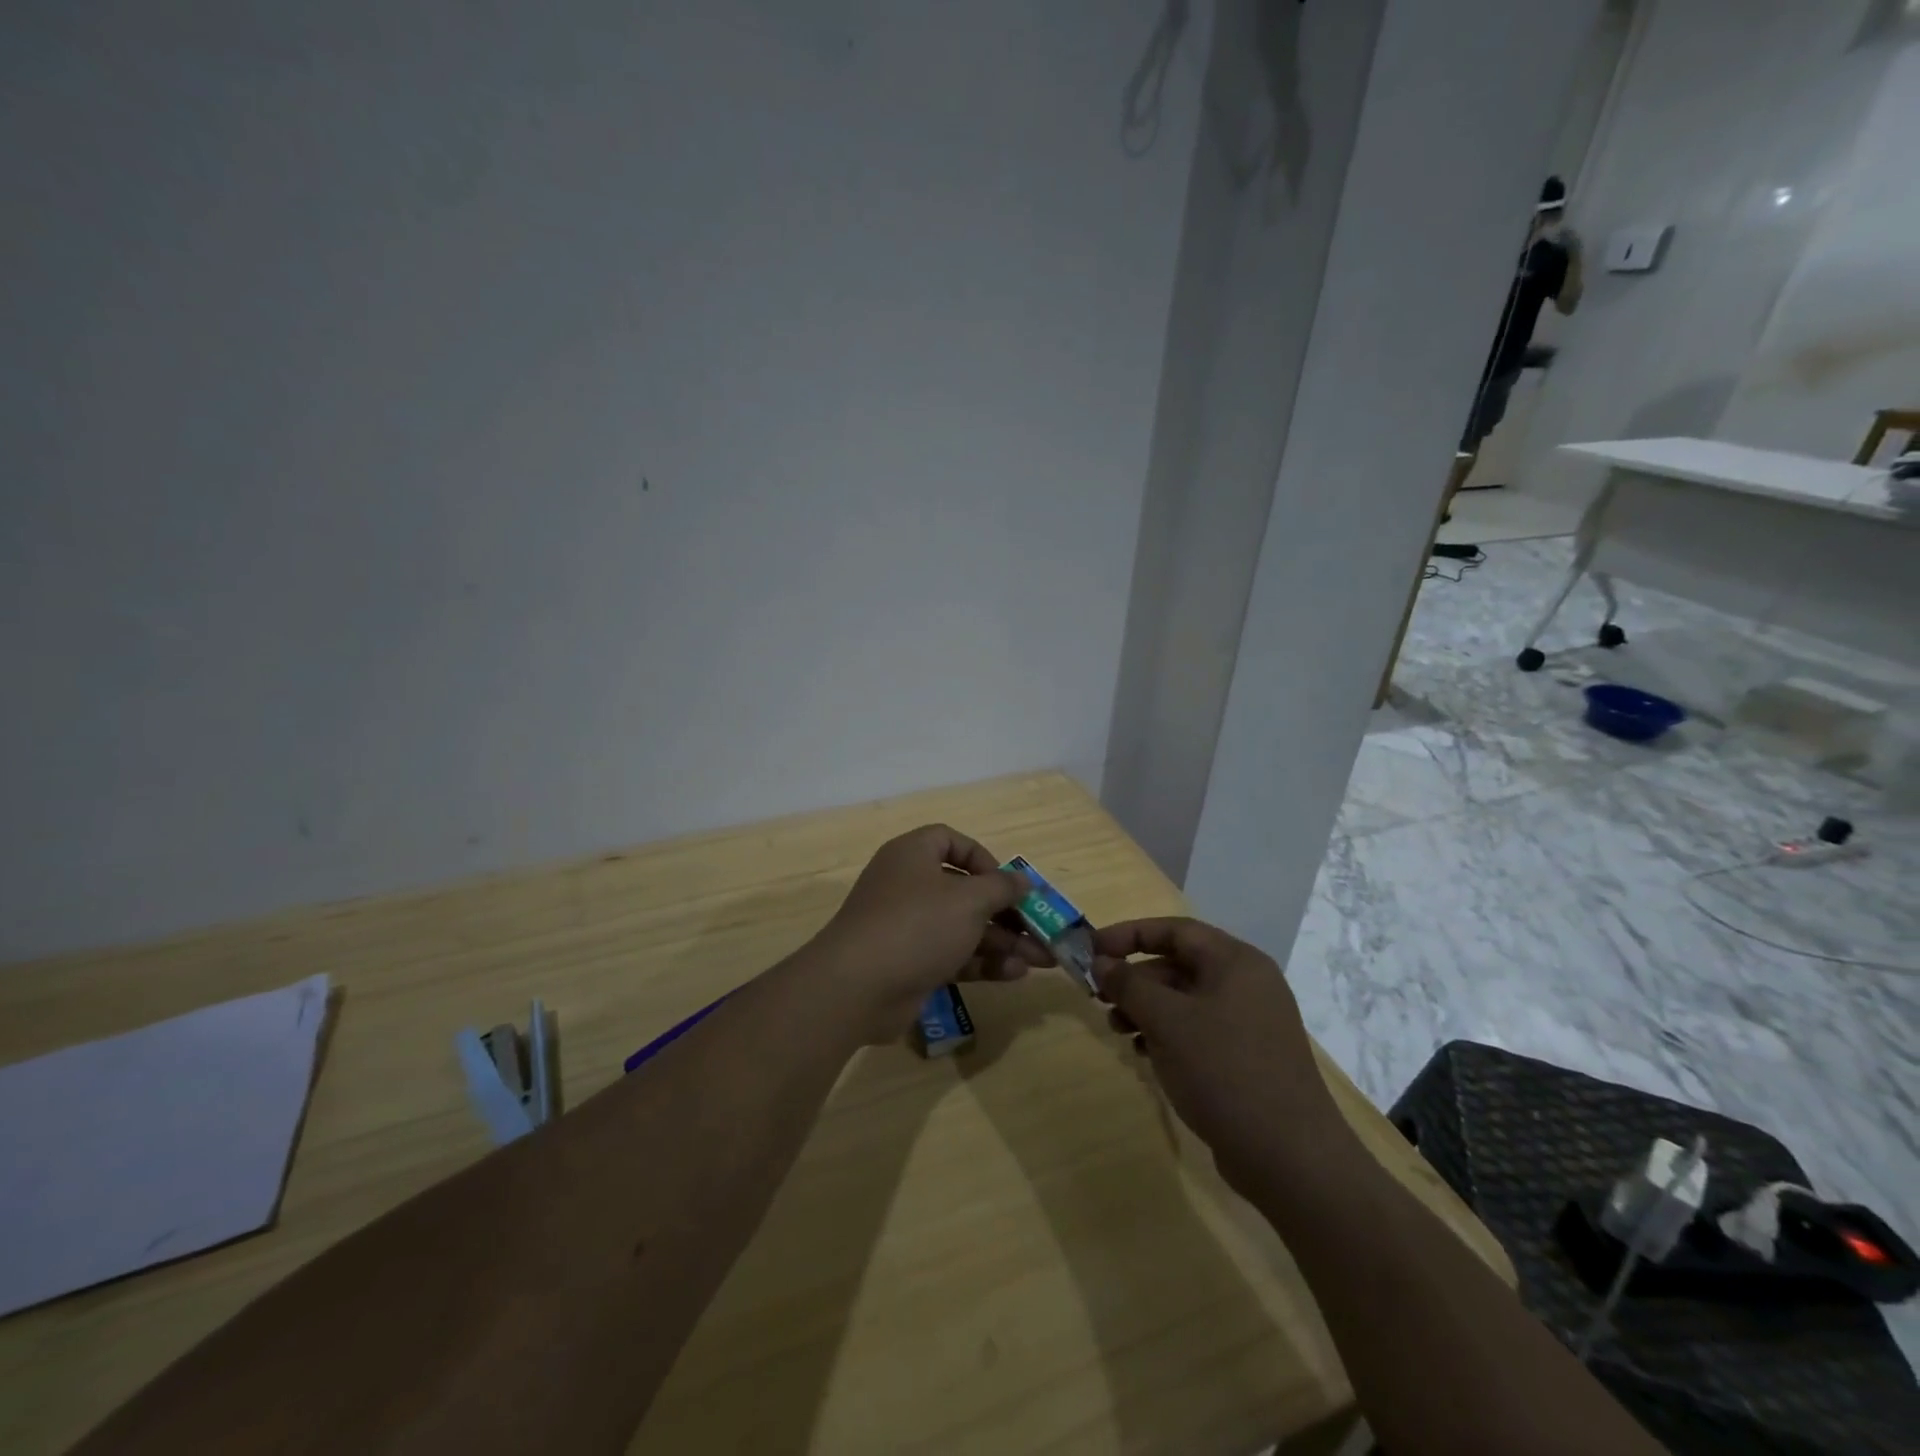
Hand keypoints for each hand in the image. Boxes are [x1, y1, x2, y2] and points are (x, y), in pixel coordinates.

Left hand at [809, 824, 1052, 1041]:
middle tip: (1041, 929)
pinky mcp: (910, 964)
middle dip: (1006, 911)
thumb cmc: (916, 925)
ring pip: (963, 927)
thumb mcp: (968, 900)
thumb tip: (1022, 881)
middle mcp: (908, 886)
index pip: (950, 841)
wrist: (857, 987)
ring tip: (1042, 960)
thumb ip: (1001, 888)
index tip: (1007, 883)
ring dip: (1002, 941)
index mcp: (913, 855)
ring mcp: (907, 927)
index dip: (982, 858)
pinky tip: (1015, 974)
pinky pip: (952, 955)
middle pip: (965, 891)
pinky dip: (982, 962)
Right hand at [1093, 918, 1342, 1195]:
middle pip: (1178, 964)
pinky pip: (1198, 1029)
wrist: (1289, 1157)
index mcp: (1235, 962)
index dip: (1129, 934)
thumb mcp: (1167, 1021)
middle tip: (1099, 997)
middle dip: (1135, 978)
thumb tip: (1101, 962)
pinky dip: (1167, 1034)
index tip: (1091, 949)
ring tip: (1117, 1030)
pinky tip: (1144, 1053)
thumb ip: (1129, 984)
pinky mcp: (1248, 1056)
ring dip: (1146, 1009)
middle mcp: (1246, 983)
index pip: (1174, 930)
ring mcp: (1250, 1022)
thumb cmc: (1224, 1071)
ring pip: (1185, 1000)